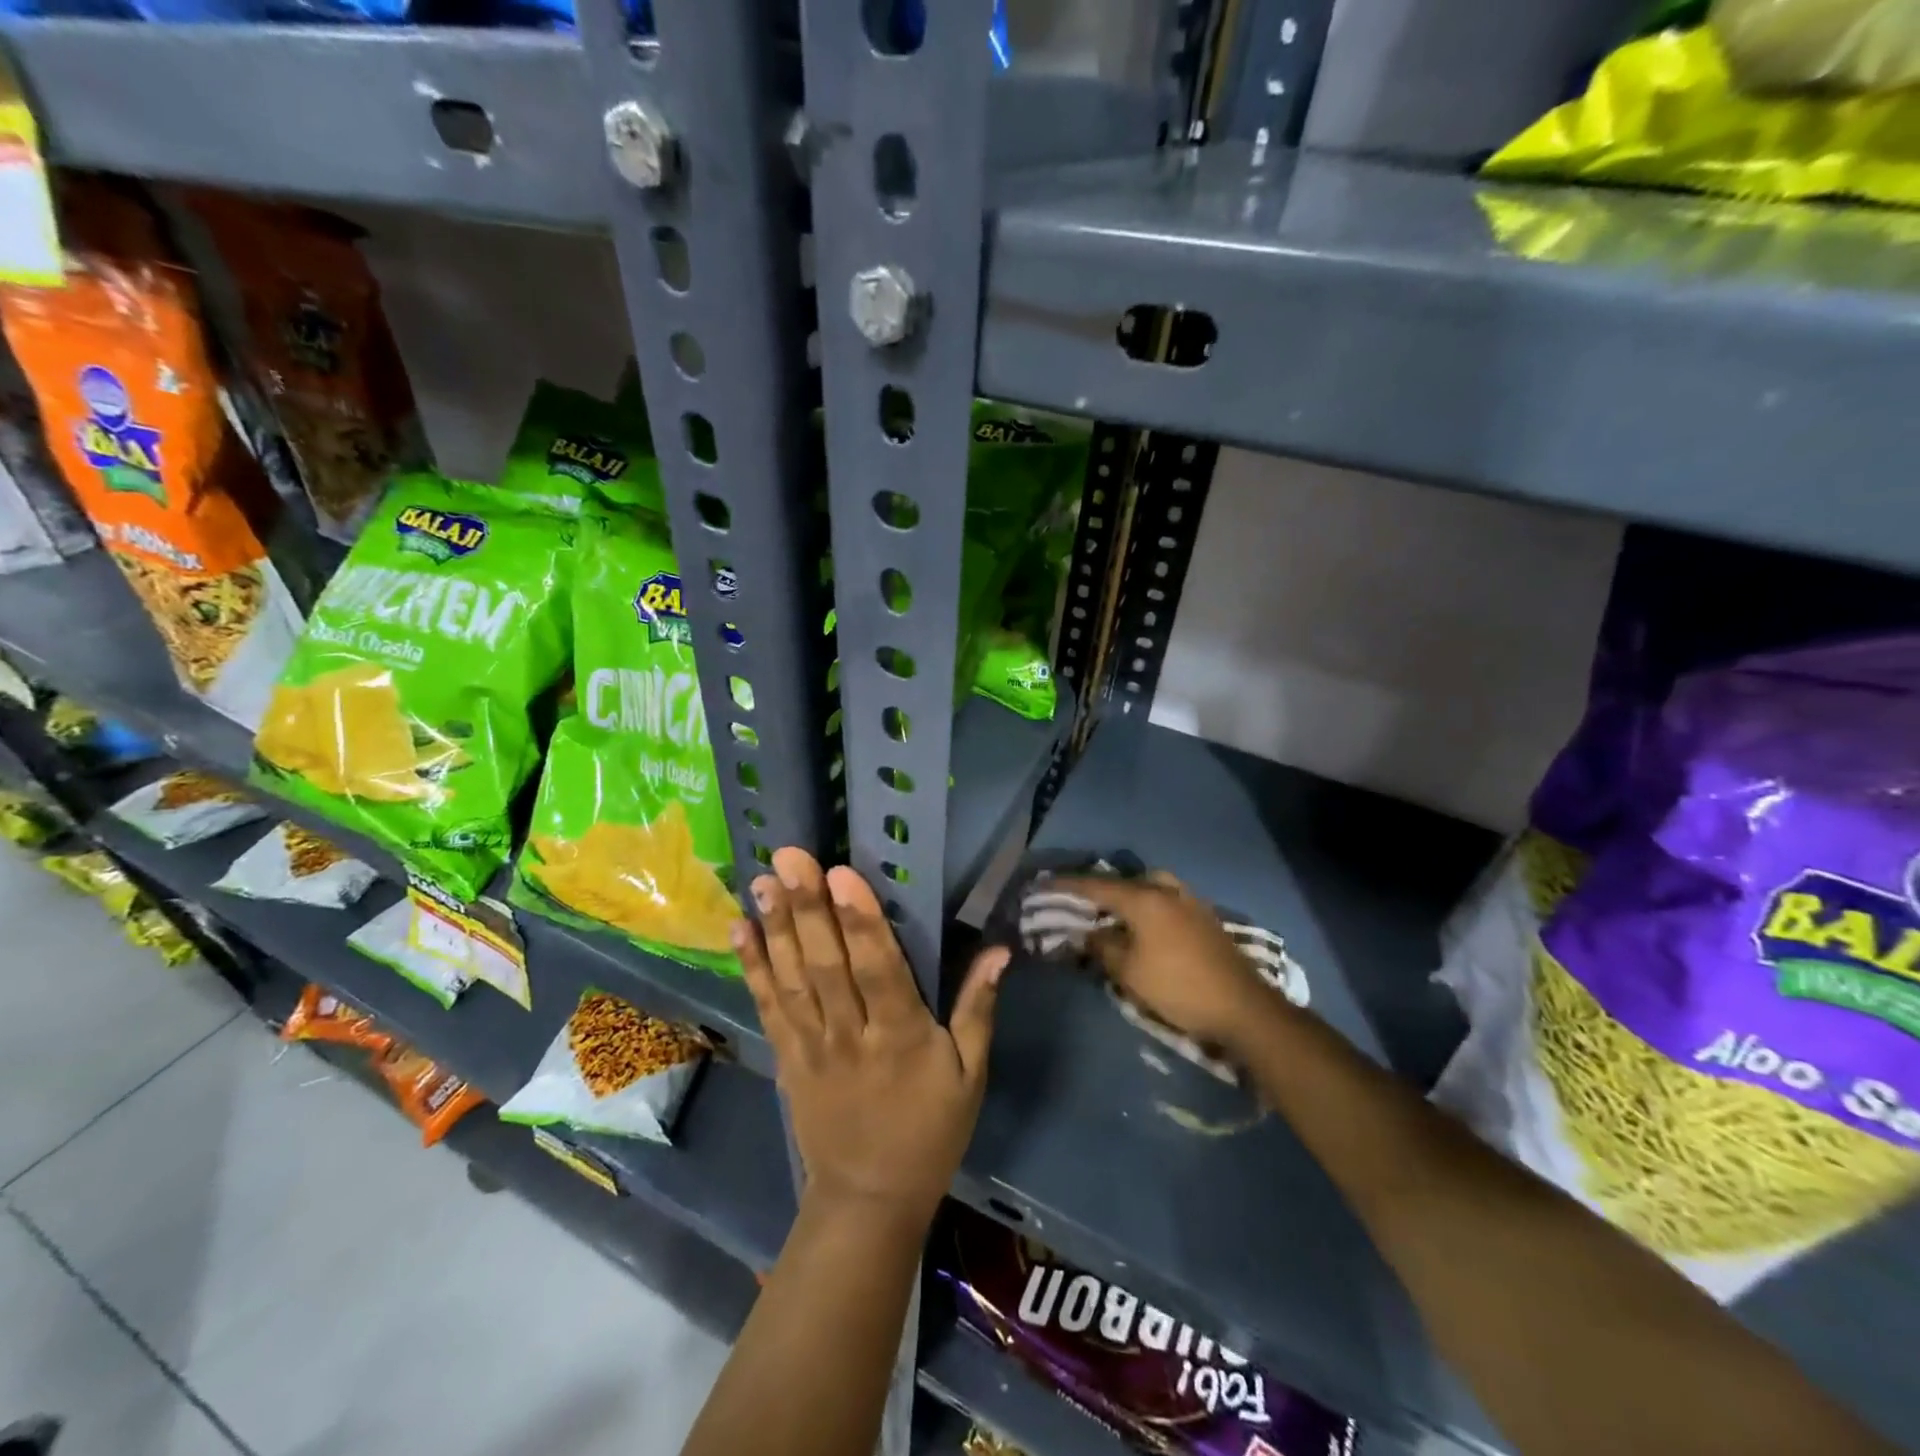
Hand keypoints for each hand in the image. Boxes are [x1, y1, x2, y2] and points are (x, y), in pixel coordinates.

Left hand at [737, 847, 1007, 1223]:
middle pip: (826, 966)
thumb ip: (978, 1009)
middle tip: (791, 857)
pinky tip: (741, 930)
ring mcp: (812, 1047)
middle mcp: (851, 1035)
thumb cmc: (930, 1131)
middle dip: (808, 908)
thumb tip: (999, 951)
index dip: (860, 922)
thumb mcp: (970, 1075)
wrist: (869, 1200)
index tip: (841, 875)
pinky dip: (753, 968)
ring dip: (776, 928)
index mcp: (902, 1037)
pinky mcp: (787, 1058)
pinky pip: (768, 1008)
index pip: (879, 970)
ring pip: (792, 980)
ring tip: (763, 880)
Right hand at [1055, 872, 1275, 1051]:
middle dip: (1099, 889)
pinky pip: (1165, 900)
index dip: (1066, 886)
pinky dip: (1146, 906)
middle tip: (1079, 902)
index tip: (1043, 885)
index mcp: (1144, 899)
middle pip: (1124, 881)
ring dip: (1126, 896)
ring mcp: (1189, 901)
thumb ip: (1104, 947)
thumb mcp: (1130, 972)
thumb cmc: (1178, 988)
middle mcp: (1166, 890)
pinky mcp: (1204, 916)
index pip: (1095, 886)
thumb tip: (1089, 934)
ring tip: (1111, 914)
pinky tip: (1142, 925)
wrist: (1243, 1007)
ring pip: (1148, 888)